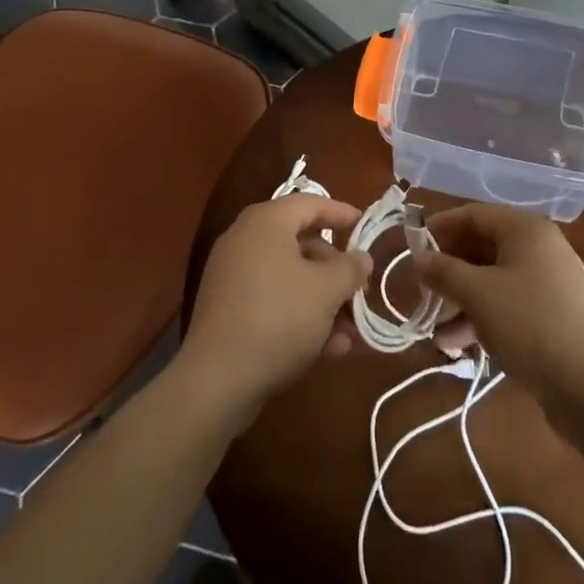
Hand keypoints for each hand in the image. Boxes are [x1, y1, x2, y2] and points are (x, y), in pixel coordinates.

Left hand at [177, 196, 371, 427]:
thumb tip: (361, 258)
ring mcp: (233, 275)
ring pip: (290, 277)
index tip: (366, 229)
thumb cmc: (279, 318)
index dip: (342, 214)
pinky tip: (328, 348)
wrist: (217, 380)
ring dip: (323, 300)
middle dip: (335, 270)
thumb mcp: (326, 291)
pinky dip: (300, 315)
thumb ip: (350, 269)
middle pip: (302, 242)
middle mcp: (246, 239)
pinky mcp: (228, 309)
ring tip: (350, 331)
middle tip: (359, 290)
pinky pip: (273, 300)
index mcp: (266, 222)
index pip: (310, 203)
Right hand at [412, 203, 583, 406]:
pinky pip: (510, 303)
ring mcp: (550, 283)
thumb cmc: (529, 324)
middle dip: (450, 272)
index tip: (413, 248)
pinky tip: (458, 345)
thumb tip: (419, 258)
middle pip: (484, 248)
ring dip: (462, 301)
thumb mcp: (477, 294)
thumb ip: (443, 271)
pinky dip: (484, 317)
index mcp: (527, 230)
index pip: (475, 215)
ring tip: (436, 331)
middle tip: (424, 291)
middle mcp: (541, 248)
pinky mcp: (554, 315)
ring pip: (494, 280)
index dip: (441, 228)